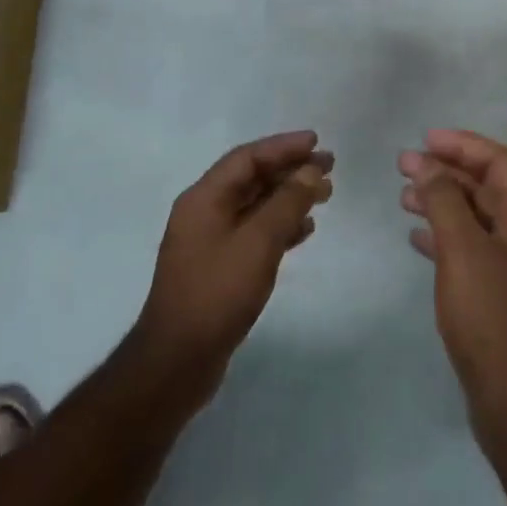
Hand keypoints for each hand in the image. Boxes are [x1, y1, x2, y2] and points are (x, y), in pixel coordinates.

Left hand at [130, 131, 332, 414]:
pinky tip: (304, 230)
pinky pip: (255, 232)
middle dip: (290, 170)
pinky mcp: (219, 268)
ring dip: (290, 197)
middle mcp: (203, 213)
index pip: (247, 158)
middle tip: (329, 166)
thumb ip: (287, 202)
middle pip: (252, 178)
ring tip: (325, 195)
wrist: (176, 363)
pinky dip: (281, 225)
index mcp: (203, 199)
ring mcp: (210, 242)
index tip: (316, 142)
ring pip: (256, 206)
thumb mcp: (258, 242)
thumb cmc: (217, 293)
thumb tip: (310, 171)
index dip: (283, 146)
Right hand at [400, 130, 506, 440]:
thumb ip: (444, 201)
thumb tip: (427, 164)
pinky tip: (417, 237)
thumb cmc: (493, 314)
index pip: (497, 159)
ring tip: (404, 197)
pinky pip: (474, 246)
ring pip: (478, 216)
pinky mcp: (506, 289)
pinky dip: (447, 236)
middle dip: (446, 172)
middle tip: (404, 166)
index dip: (461, 145)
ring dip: (443, 203)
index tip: (424, 139)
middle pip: (487, 185)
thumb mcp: (462, 250)